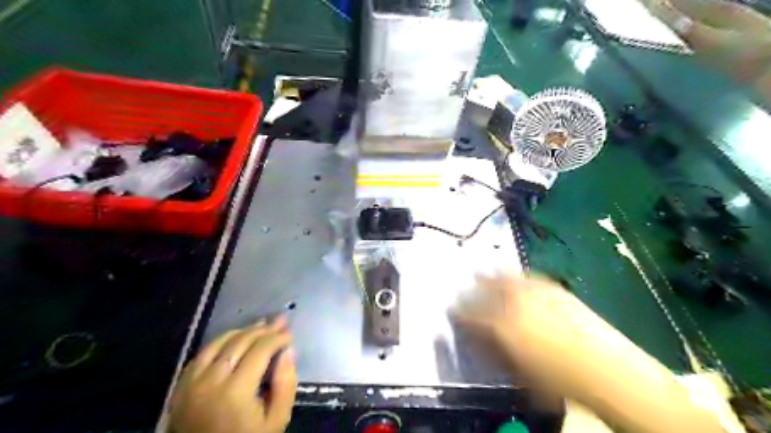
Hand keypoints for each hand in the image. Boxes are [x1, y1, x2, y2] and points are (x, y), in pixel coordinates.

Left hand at [169, 316, 296, 431]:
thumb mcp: (276, 421)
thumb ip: (286, 384)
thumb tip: (287, 351)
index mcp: (236, 391)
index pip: (261, 349)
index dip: (277, 337)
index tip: (289, 336)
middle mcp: (211, 380)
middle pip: (240, 341)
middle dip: (263, 329)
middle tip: (279, 323)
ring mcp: (192, 382)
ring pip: (219, 342)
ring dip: (242, 331)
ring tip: (260, 327)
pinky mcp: (181, 386)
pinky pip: (202, 354)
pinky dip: (220, 342)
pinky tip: (233, 339)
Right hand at [454, 273, 611, 391]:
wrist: (606, 368)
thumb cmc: (559, 379)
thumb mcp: (518, 369)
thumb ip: (492, 349)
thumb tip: (475, 337)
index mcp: (502, 327)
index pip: (471, 315)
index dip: (459, 313)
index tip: (453, 310)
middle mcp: (514, 304)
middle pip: (485, 291)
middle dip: (471, 289)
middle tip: (464, 287)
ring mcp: (534, 293)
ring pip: (504, 278)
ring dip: (489, 276)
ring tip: (481, 273)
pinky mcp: (553, 288)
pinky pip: (527, 277)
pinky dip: (515, 276)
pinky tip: (514, 276)